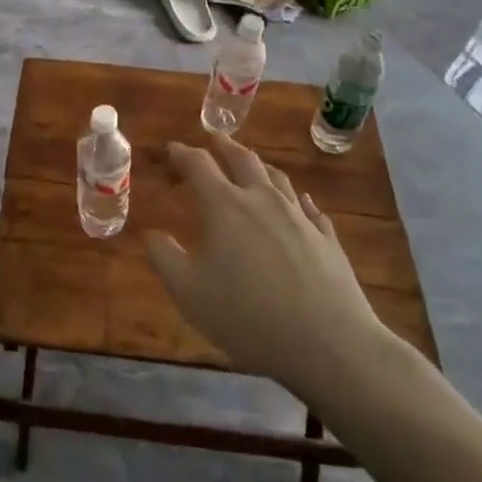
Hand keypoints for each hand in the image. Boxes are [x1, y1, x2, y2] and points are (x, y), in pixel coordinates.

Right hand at [148, 134, 393, 398]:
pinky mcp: (327, 238)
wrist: (329, 343)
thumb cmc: (247, 316)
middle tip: (213, 138)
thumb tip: (153, 234)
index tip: (172, 149)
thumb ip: (165, 259)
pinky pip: (309, 207)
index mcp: (224, 206)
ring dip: (259, 166)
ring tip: (251, 164)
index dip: (183, 154)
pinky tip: (298, 203)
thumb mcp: (188, 293)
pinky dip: (296, 198)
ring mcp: (299, 217)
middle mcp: (262, 200)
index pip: (199, 165)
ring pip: (277, 178)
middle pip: (242, 159)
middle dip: (223, 146)